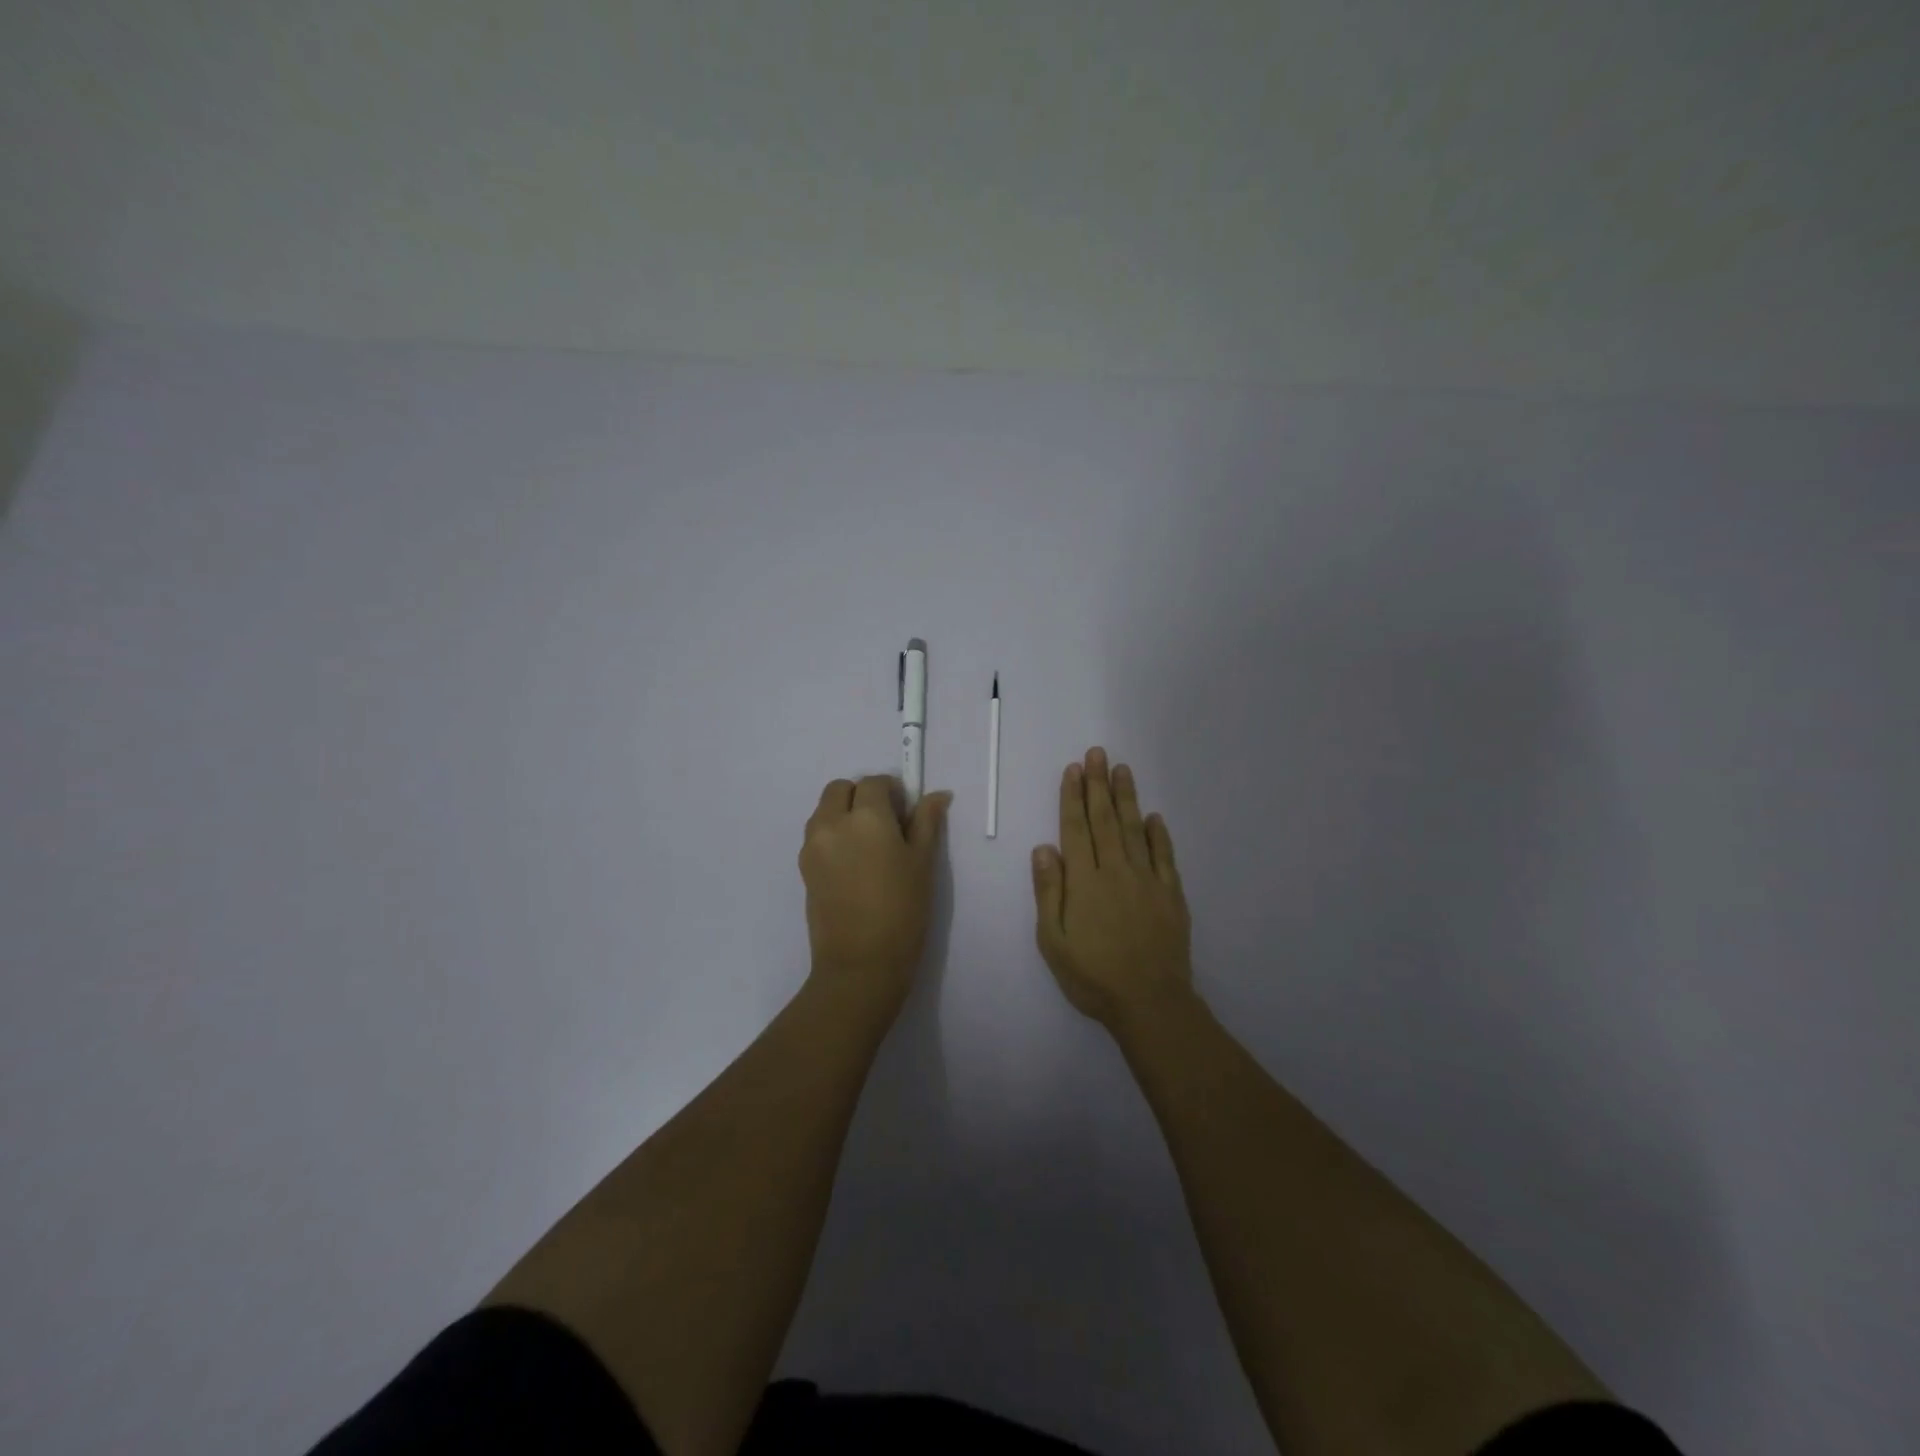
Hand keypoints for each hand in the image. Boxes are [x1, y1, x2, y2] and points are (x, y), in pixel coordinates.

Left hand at [799, 776, 951, 1014]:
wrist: (861, 964)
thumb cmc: (902, 910)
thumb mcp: (922, 863)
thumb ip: (927, 822)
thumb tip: (937, 795)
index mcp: (865, 816)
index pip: (874, 783)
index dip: (892, 791)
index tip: (905, 811)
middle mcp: (832, 822)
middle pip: (840, 789)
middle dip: (861, 795)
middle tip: (886, 823)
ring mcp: (812, 845)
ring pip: (824, 810)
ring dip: (844, 812)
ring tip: (868, 845)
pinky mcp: (803, 868)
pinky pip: (816, 835)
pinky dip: (832, 834)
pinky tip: (854, 864)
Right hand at [1032, 747, 1192, 1027]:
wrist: (1150, 1002)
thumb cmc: (1093, 976)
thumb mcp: (1053, 941)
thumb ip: (1049, 892)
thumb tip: (1044, 848)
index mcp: (1084, 881)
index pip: (1076, 829)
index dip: (1073, 797)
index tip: (1074, 769)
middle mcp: (1115, 871)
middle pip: (1105, 820)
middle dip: (1099, 784)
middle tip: (1098, 753)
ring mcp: (1147, 881)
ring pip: (1135, 830)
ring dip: (1127, 798)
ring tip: (1122, 770)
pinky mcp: (1171, 895)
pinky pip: (1164, 856)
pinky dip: (1159, 834)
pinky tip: (1154, 817)